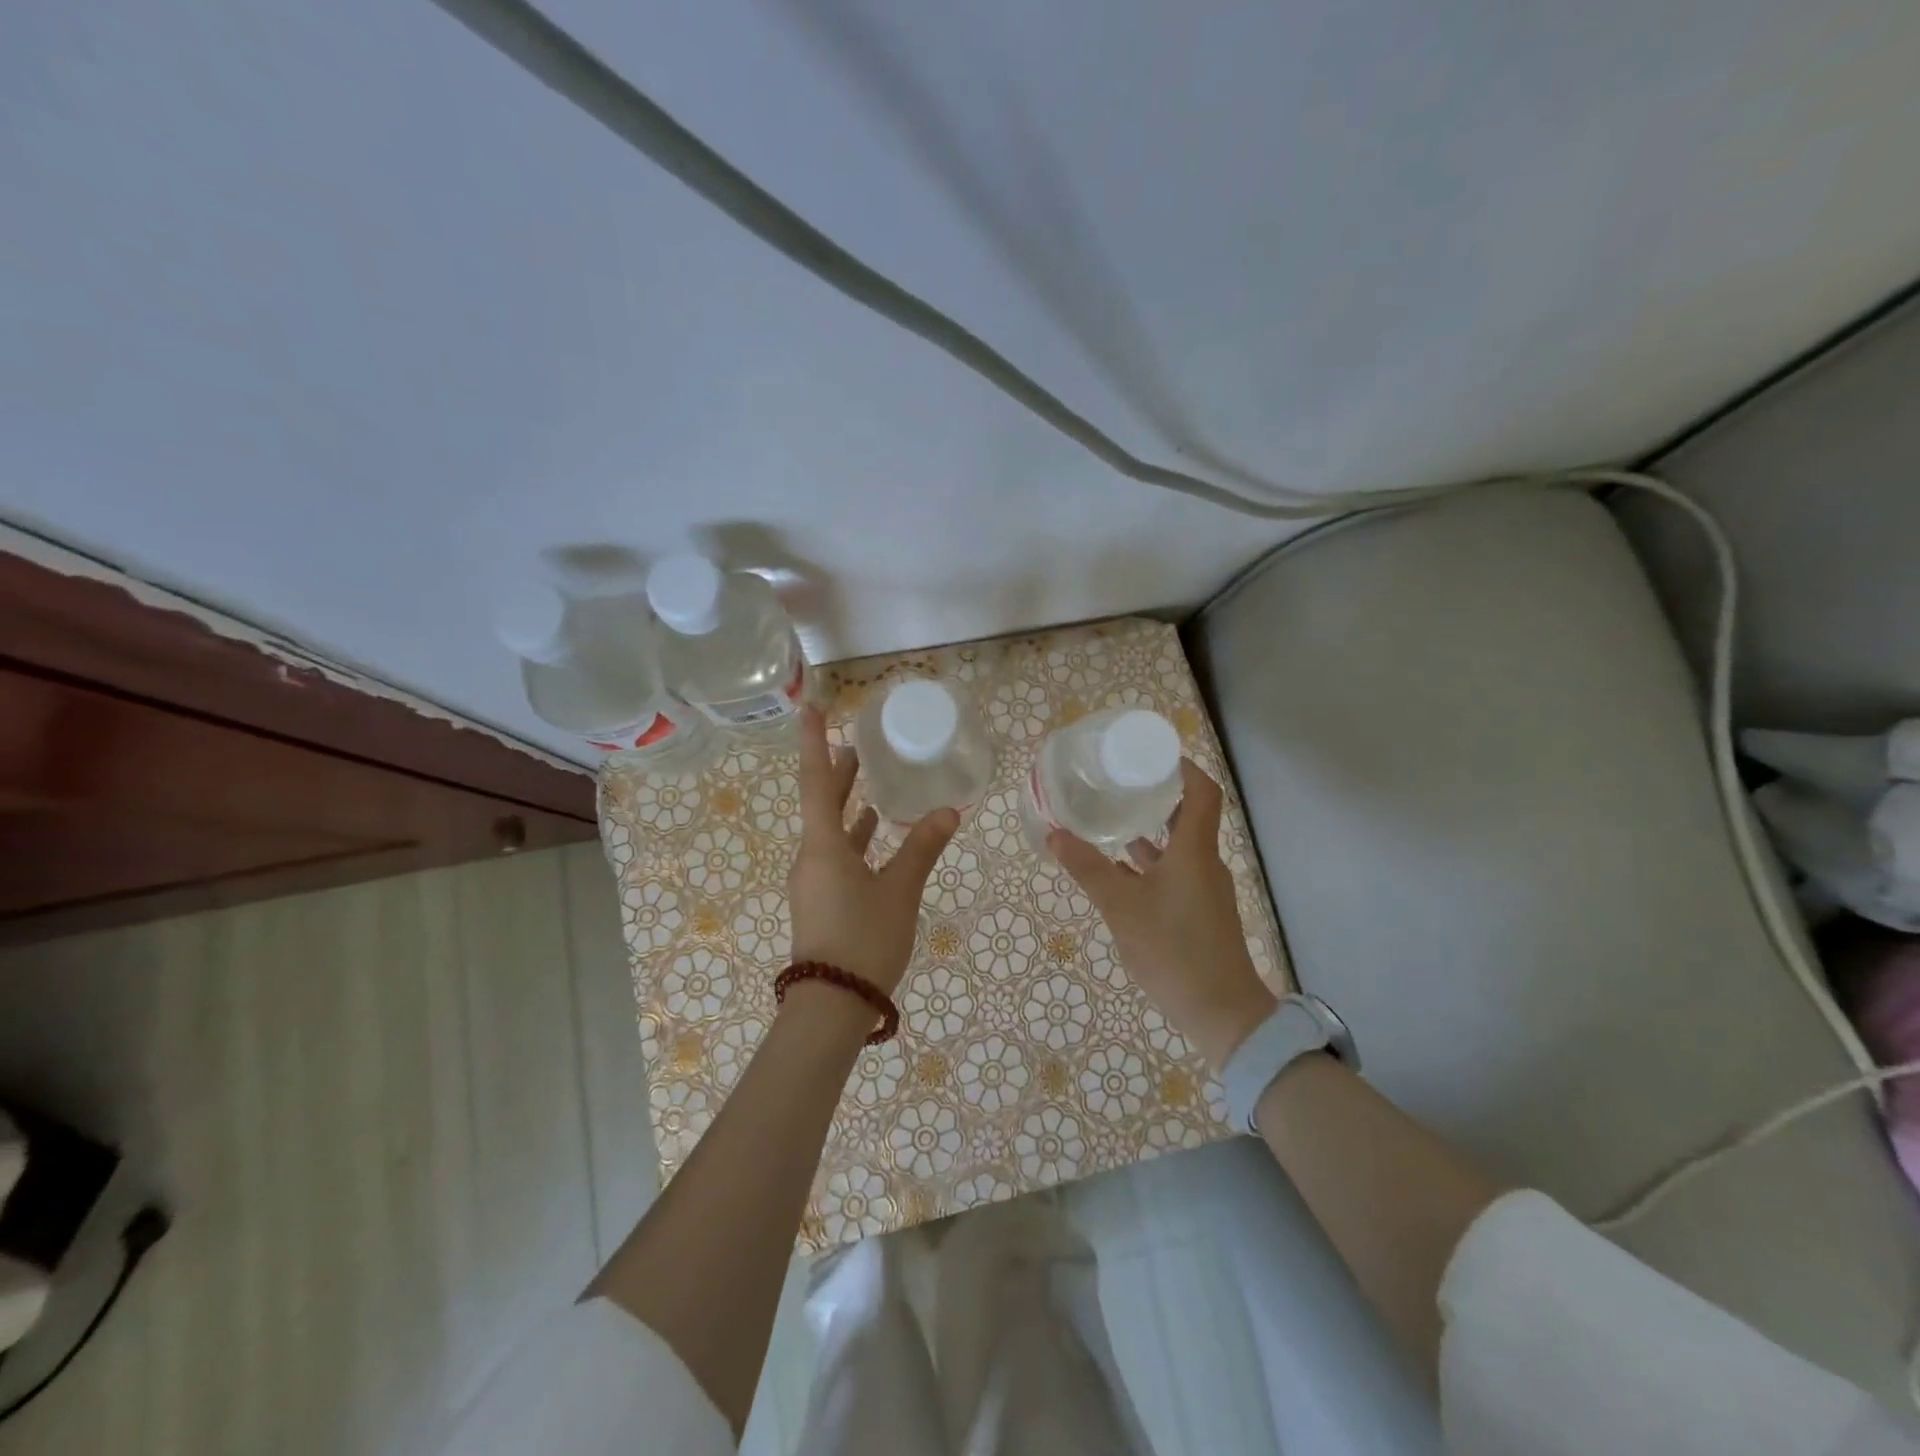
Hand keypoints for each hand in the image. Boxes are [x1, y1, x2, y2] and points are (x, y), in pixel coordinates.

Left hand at [789, 706, 959, 996]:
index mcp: (823, 847)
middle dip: (834, 770)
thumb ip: (922, 848)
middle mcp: (811, 857)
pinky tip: (872, 831)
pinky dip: (853, 835)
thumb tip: (948, 810)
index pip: (814, 782)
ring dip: (844, 802)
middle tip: (853, 741)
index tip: (809, 709)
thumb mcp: (900, 892)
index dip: (813, 743)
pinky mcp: (822, 900)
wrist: (831, 1007)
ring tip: (863, 775)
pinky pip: (836, 853)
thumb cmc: (864, 940)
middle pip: (820, 802)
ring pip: (828, 829)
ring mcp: (814, 881)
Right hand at [1048, 760, 1276, 1069]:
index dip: (1182, 768)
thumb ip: (1088, 869)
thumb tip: (1055, 833)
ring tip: (1113, 820)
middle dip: (1158, 796)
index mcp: (1194, 851)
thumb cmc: (1174, 950)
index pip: (1202, 792)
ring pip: (1178, 847)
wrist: (1222, 1013)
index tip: (1151, 755)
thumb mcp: (1122, 908)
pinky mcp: (1199, 913)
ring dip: (1150, 832)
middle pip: (1189, 816)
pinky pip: (1174, 873)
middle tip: (1121, 783)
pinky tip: (1120, 872)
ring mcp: (1204, 890)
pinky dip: (1150, 864)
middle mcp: (1204, 863)